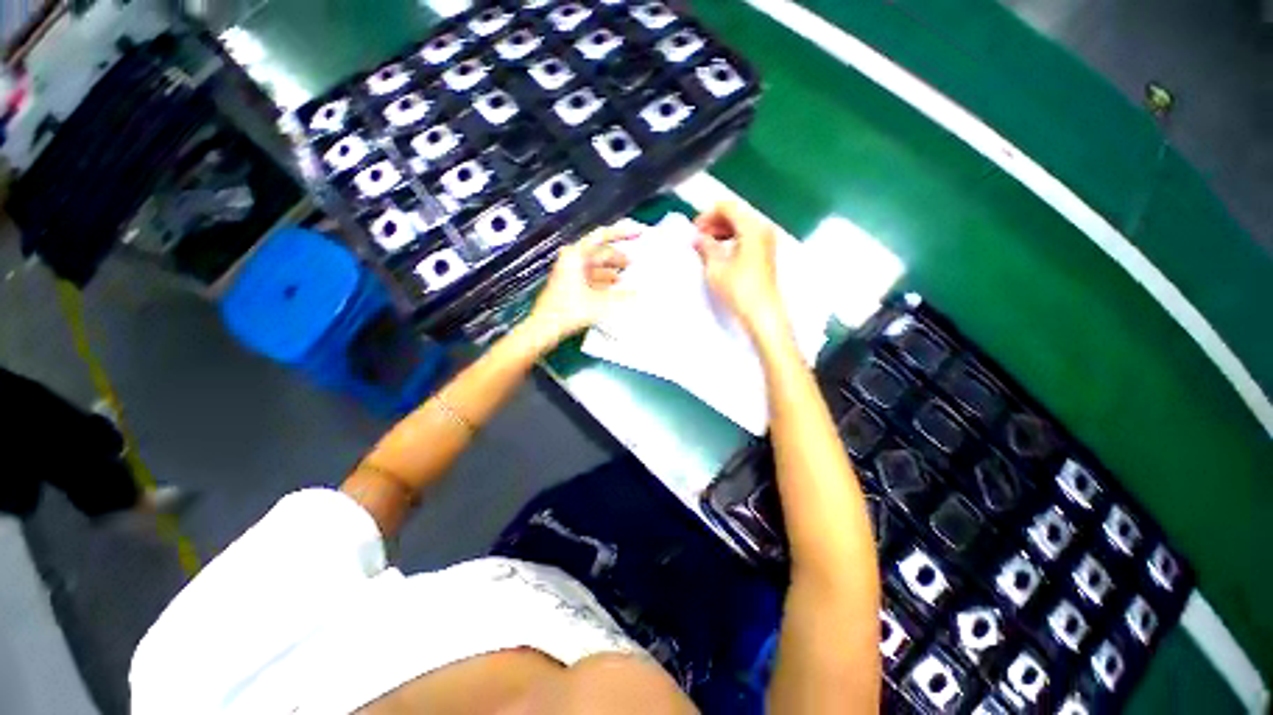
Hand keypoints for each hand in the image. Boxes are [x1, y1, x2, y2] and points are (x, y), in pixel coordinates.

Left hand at [524, 225, 632, 345]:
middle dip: (618, 257)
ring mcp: (570, 272)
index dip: (622, 233)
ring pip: (596, 265)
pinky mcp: (570, 284)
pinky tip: (613, 288)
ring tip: (626, 276)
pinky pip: (591, 276)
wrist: (546, 326)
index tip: (636, 233)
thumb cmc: (564, 311)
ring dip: (612, 270)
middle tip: (633, 261)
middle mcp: (571, 260)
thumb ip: (621, 296)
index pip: (602, 236)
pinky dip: (603, 280)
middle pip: (600, 252)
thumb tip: (637, 293)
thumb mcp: (600, 303)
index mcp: (576, 255)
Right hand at [693, 202, 787, 339]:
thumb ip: (705, 247)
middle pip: (736, 214)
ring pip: (741, 226)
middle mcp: (762, 229)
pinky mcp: (766, 254)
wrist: (762, 313)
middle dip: (714, 222)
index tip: (694, 229)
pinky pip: (747, 237)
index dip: (707, 214)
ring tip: (706, 246)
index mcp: (751, 227)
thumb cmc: (738, 288)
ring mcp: (766, 242)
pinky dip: (732, 240)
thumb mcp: (716, 267)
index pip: (727, 207)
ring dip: (722, 231)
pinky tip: (721, 253)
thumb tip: (698, 237)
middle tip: (698, 237)